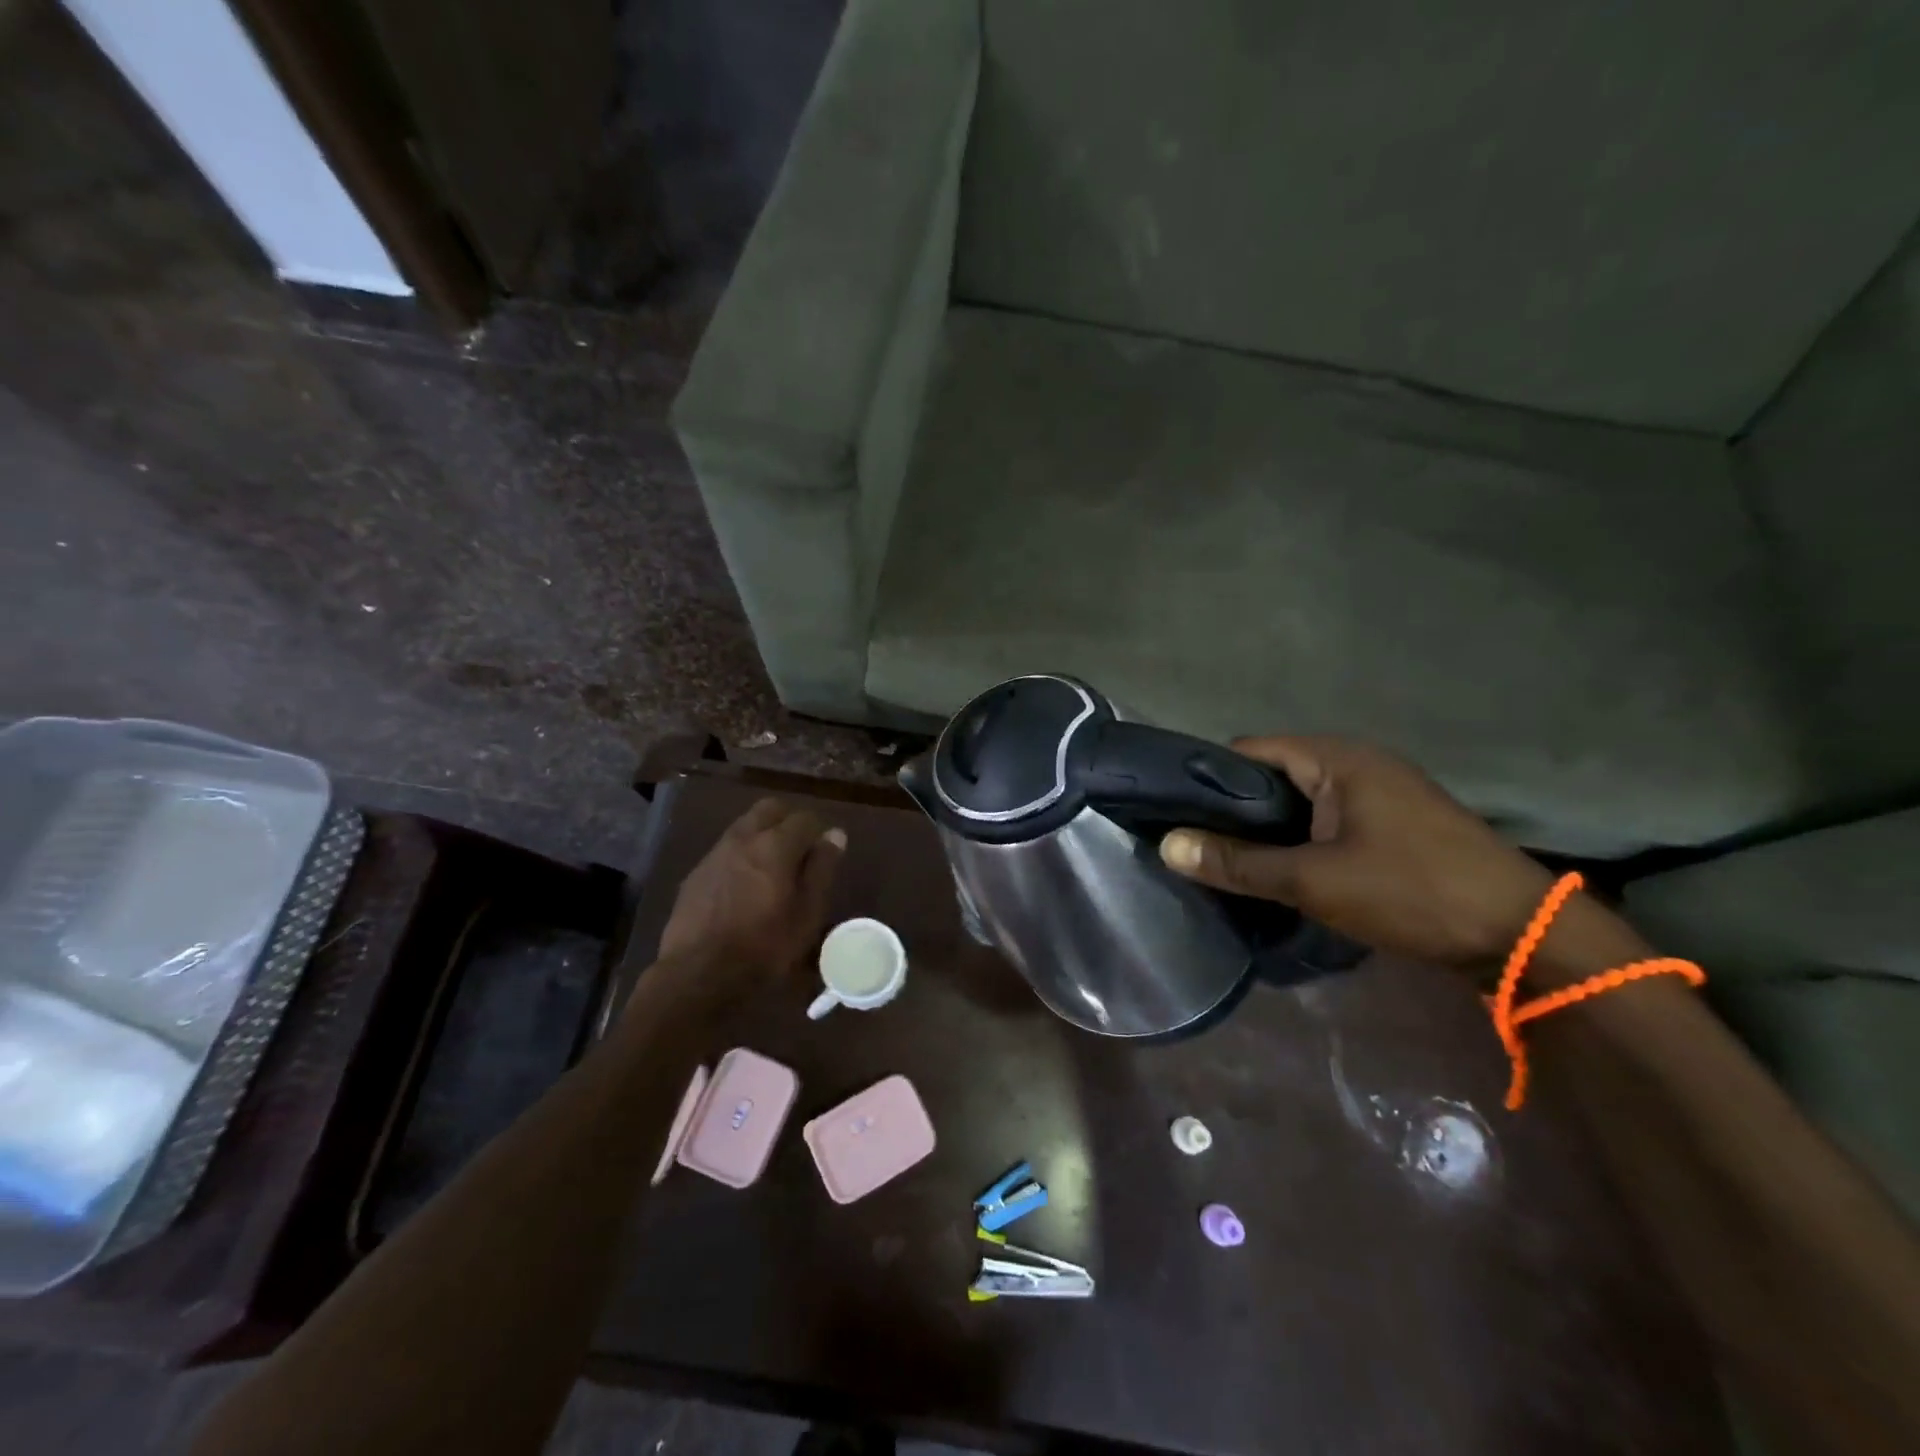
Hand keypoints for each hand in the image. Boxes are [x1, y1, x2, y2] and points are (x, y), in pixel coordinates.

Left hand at [656, 798, 846, 977]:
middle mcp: (744, 838)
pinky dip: (742, 855)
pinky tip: (744, 887)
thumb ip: (822, 869)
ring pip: (745, 826)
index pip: (805, 818)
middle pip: (770, 809)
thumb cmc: (764, 946)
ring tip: (773, 870)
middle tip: (800, 852)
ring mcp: (715, 853)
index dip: (819, 832)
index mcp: (776, 844)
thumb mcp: (807, 913)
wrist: (697, 974)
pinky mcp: (697, 873)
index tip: (824, 855)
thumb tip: (834, 835)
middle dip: (788, 822)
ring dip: (763, 836)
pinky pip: (726, 849)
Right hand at [1160, 737, 1553, 966]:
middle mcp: (1355, 762)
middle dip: (1235, 811)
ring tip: (1229, 862)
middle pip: (1271, 776)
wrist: (1522, 936)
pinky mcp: (1393, 824)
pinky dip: (1298, 841)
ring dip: (1267, 830)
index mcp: (1335, 757)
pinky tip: (1281, 871)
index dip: (1207, 780)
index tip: (1175, 815)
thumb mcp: (1314, 880)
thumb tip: (1167, 846)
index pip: (1247, 752)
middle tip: (1197, 847)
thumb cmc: (1411, 891)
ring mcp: (1379, 793)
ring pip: (1298, 803)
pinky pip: (1325, 821)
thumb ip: (1237, 863)